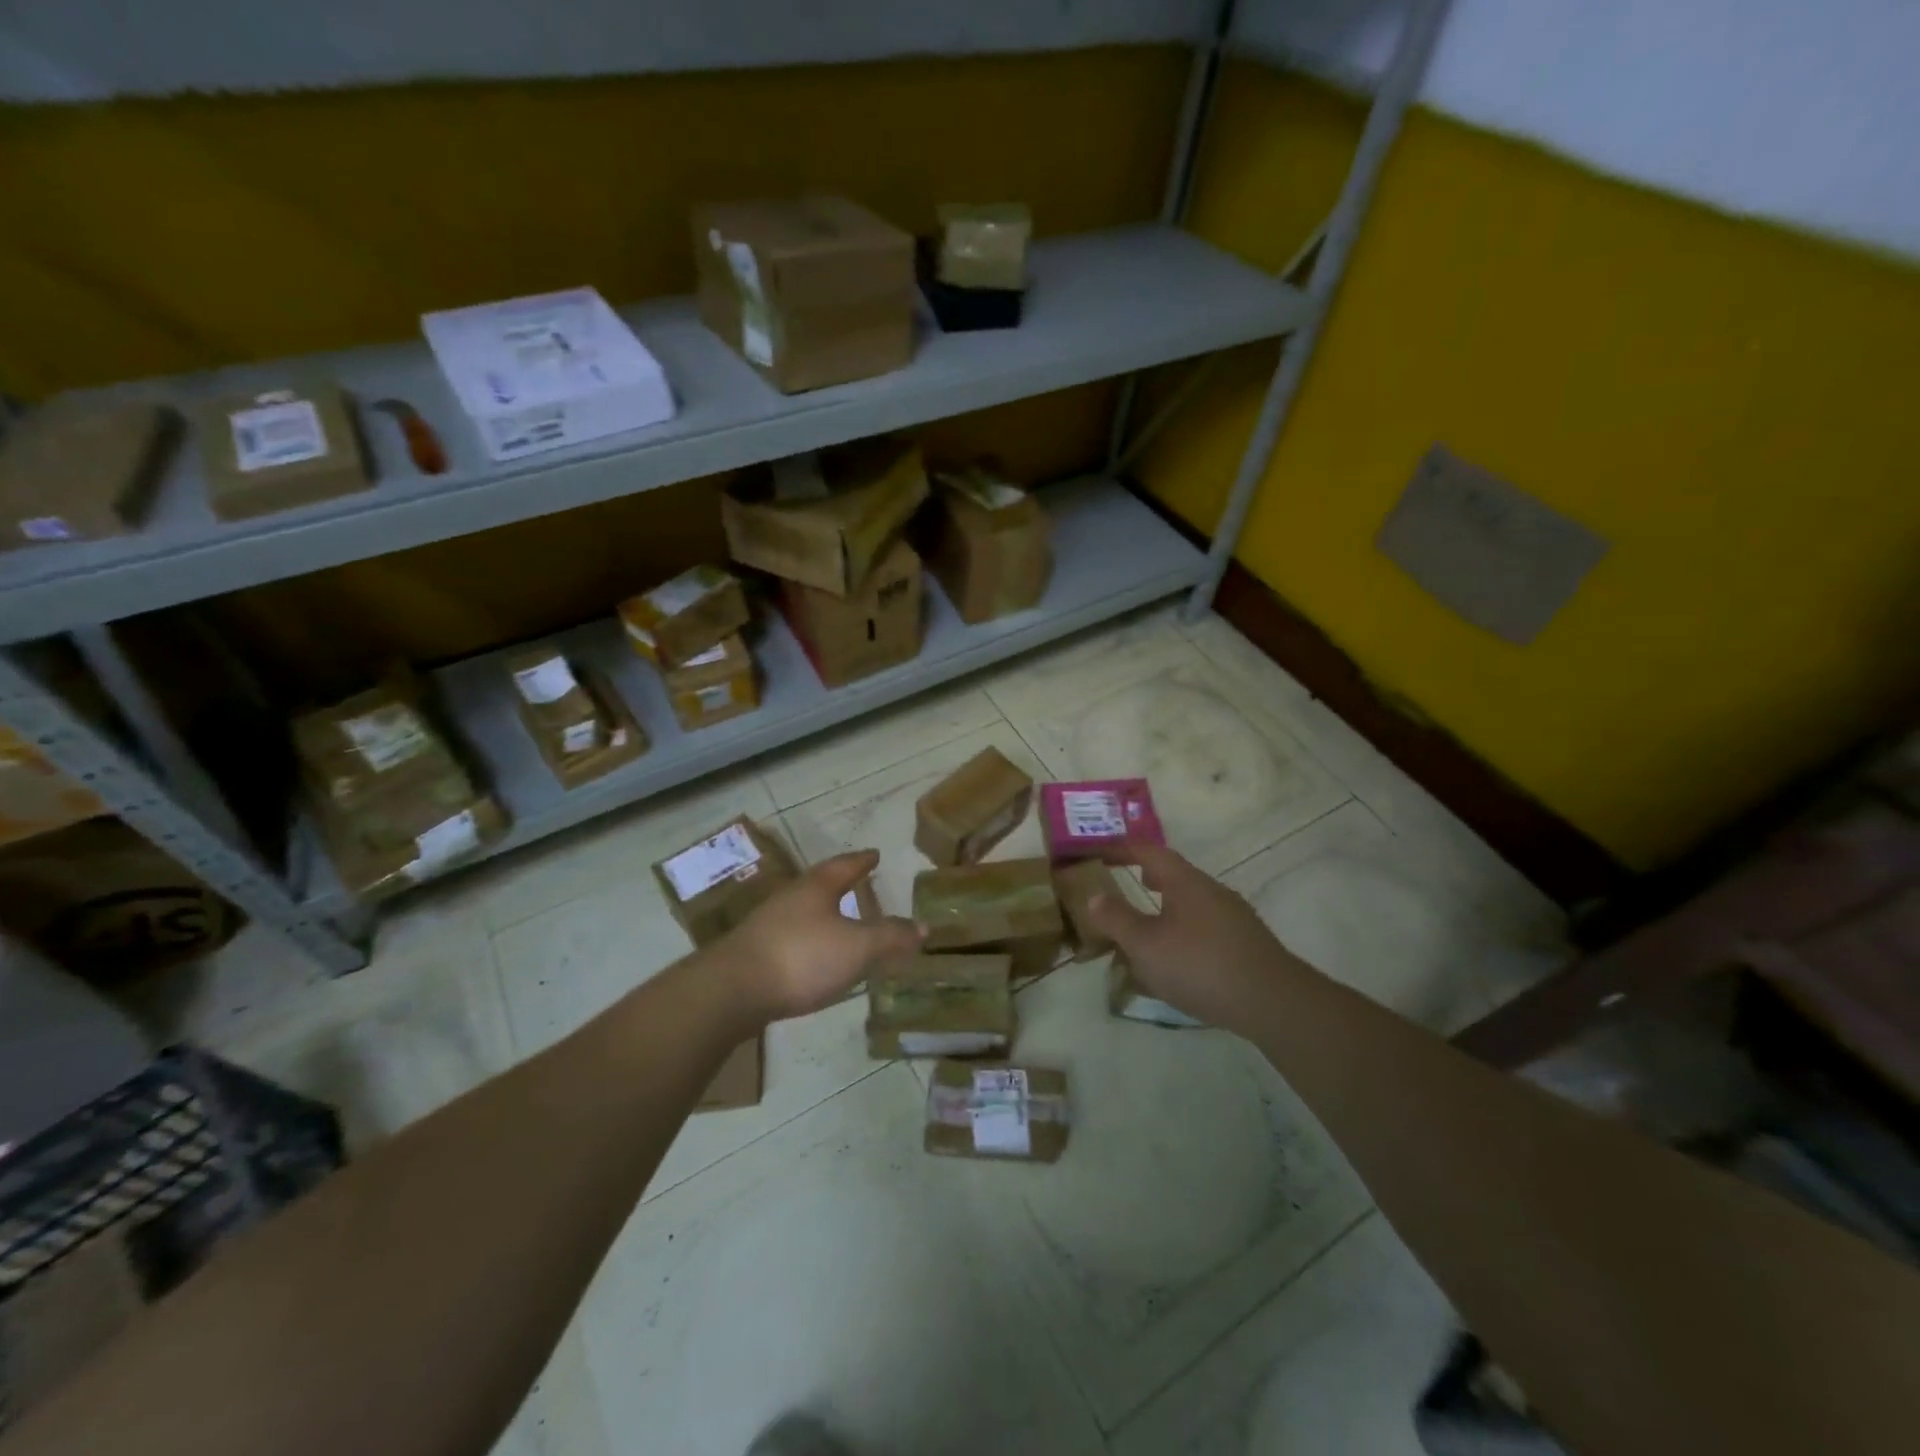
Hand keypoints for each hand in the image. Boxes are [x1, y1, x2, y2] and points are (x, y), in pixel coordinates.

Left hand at [721, 850, 921, 1022]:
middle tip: (861, 884)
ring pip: (804, 910)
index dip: (863, 860)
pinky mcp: (755, 951)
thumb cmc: (802, 957)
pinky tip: (815, 956)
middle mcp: (791, 897)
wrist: (732, 989)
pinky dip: (810, 939)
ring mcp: (768, 923)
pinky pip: (792, 936)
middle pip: (821, 884)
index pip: (846, 865)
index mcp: (817, 886)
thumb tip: (923, 927)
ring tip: (842, 921)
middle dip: (842, 884)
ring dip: (825, 913)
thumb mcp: (858, 947)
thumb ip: (891, 937)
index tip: (875, 854)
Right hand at [1082, 844, 1290, 1033]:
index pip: (1150, 852)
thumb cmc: (1199, 965)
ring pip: (1191, 903)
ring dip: (1165, 908)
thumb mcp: (1145, 944)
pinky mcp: (1246, 944)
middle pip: (1174, 875)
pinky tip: (1177, 961)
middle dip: (1147, 878)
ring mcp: (1234, 917)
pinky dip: (1183, 932)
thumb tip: (1093, 896)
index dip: (1123, 849)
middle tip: (1122, 885)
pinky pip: (1205, 927)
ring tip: (1145, 929)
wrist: (1272, 1002)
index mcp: (1185, 882)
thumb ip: (1116, 919)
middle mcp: (1212, 891)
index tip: (1101, 853)